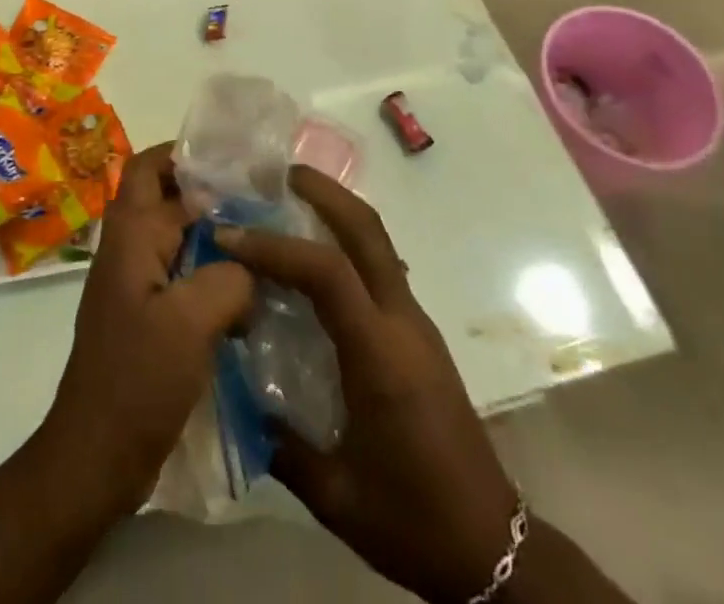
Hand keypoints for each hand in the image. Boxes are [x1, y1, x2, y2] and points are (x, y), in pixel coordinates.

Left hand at [40, 145, 253, 514]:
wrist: (95, 457)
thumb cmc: (137, 381)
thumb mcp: (190, 322)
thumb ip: (227, 277)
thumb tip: (249, 266)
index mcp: (130, 235)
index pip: (153, 169)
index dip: (190, 156)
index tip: (238, 160)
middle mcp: (129, 248)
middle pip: (167, 198)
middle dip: (210, 193)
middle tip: (262, 199)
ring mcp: (137, 283)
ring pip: (179, 238)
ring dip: (216, 236)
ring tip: (266, 241)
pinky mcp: (149, 316)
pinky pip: (185, 276)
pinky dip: (214, 274)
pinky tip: (252, 295)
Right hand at [216, 167, 521, 603]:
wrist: (494, 549)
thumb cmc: (412, 520)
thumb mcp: (333, 494)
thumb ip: (278, 440)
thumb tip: (235, 391)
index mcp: (380, 355)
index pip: (326, 272)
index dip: (275, 246)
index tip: (229, 237)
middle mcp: (402, 323)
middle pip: (368, 231)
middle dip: (324, 192)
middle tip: (279, 173)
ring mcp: (416, 324)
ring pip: (378, 243)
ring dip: (337, 211)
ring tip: (292, 201)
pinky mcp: (420, 335)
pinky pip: (380, 269)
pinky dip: (347, 244)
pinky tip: (317, 261)